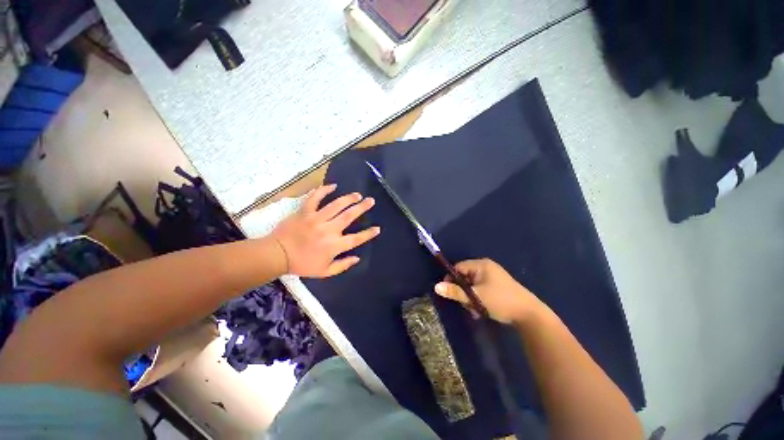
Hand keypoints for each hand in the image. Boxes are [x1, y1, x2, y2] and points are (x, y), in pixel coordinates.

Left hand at [271, 184, 379, 277]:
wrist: (277, 255)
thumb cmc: (301, 264)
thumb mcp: (324, 272)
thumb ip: (342, 265)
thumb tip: (357, 258)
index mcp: (334, 246)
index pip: (356, 238)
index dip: (368, 234)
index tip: (377, 228)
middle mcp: (328, 230)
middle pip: (349, 216)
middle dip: (362, 208)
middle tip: (371, 201)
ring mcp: (316, 219)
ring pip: (336, 205)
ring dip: (349, 198)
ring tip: (357, 195)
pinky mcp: (305, 212)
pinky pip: (315, 198)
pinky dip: (324, 190)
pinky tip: (333, 186)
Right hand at [435, 258, 545, 324]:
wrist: (529, 315)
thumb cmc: (500, 301)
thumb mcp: (475, 297)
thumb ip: (455, 291)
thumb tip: (436, 286)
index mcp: (481, 265)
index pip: (459, 267)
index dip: (452, 279)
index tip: (450, 292)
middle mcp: (487, 268)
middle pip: (465, 277)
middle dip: (463, 291)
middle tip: (466, 304)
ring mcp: (493, 277)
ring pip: (473, 285)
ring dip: (471, 297)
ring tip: (475, 310)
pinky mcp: (498, 286)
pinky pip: (481, 289)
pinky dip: (479, 299)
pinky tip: (482, 310)